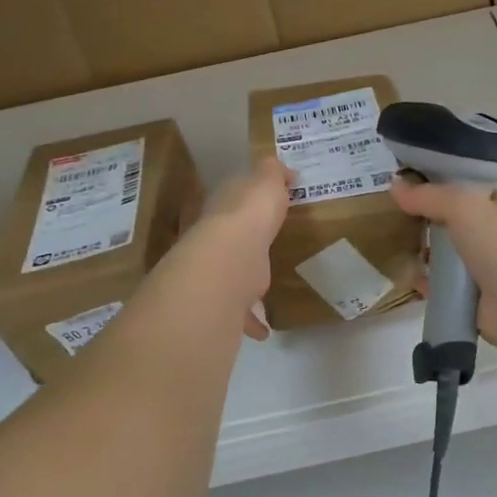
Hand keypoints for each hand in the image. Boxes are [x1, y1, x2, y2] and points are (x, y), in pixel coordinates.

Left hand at [189, 157, 290, 340]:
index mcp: (223, 208)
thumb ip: (272, 173)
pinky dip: (251, 320)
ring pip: (230, 276)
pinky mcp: (224, 301)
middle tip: (264, 247)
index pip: (232, 199)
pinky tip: (264, 328)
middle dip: (242, 242)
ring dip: (242, 283)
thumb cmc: (249, 215)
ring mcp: (217, 272)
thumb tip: (281, 168)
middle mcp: (214, 239)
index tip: (265, 207)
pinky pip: (240, 312)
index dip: (246, 201)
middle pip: (228, 238)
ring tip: (262, 289)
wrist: (229, 260)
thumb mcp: (265, 181)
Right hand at [388, 174, 496, 345]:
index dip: (444, 188)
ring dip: (427, 255)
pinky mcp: (477, 298)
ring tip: (399, 248)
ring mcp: (490, 269)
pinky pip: (445, 286)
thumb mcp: (463, 205)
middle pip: (458, 225)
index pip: (472, 191)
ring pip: (451, 257)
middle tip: (399, 220)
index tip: (412, 188)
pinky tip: (408, 278)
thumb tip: (394, 184)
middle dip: (431, 223)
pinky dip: (428, 283)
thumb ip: (429, 195)